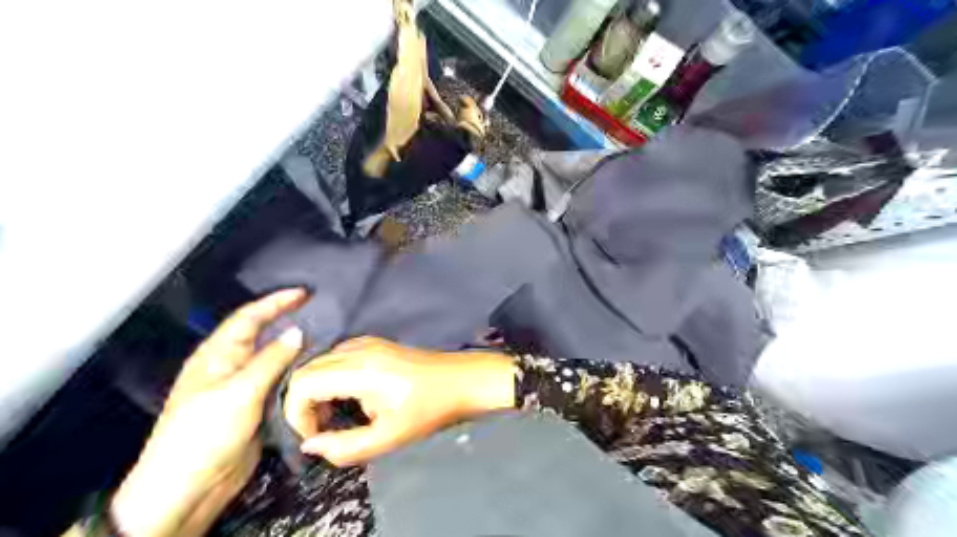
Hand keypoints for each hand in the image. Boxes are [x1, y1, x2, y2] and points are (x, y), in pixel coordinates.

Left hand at [110, 292, 306, 536]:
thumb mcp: (238, 392)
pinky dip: (298, 371)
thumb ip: (270, 360)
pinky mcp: (257, 406)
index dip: (275, 302)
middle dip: (288, 319)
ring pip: (275, 358)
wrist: (190, 488)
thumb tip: (297, 331)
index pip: (248, 318)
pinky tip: (317, 369)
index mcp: (217, 355)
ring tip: (327, 337)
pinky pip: (281, 381)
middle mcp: (231, 366)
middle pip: (263, 335)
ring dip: (297, 347)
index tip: (304, 292)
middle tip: (320, 311)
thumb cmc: (204, 433)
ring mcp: (244, 387)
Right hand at [283, 341, 516, 464]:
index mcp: (359, 370)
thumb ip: (344, 447)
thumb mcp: (388, 438)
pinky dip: (331, 378)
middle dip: (304, 404)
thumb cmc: (429, 410)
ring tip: (338, 416)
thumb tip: (310, 444)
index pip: (302, 384)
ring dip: (317, 391)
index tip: (317, 436)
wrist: (461, 380)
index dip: (297, 415)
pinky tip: (351, 396)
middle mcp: (358, 349)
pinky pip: (338, 357)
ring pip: (320, 363)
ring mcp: (367, 341)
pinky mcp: (375, 342)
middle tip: (325, 429)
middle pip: (306, 371)